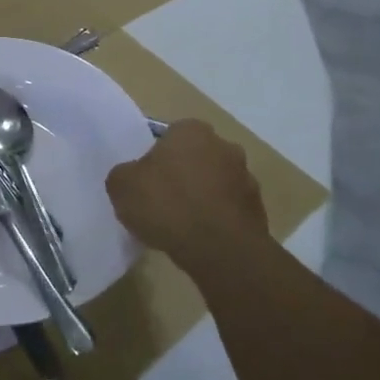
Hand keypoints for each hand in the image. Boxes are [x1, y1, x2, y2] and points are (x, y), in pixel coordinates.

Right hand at [105, 120, 272, 281]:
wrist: (220, 249)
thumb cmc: (167, 205)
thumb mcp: (121, 186)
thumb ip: (124, 174)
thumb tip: (132, 177)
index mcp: (191, 130)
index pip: (169, 135)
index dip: (155, 156)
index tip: (146, 179)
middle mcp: (224, 145)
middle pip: (195, 157)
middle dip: (182, 174)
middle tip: (161, 199)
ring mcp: (246, 177)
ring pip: (214, 183)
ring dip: (201, 196)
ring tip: (180, 224)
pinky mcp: (258, 209)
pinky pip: (228, 209)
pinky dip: (216, 219)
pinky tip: (199, 238)